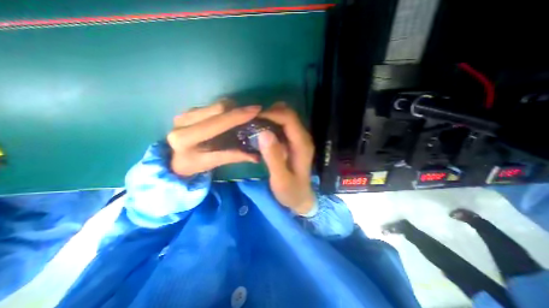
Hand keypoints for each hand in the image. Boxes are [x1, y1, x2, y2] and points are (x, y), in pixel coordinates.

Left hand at [168, 99, 260, 175]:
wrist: (172, 158)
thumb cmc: (192, 164)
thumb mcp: (212, 162)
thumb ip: (233, 157)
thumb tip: (256, 157)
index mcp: (186, 137)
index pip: (218, 121)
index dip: (238, 115)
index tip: (256, 110)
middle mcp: (183, 121)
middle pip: (218, 108)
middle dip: (239, 109)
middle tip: (254, 113)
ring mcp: (185, 113)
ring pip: (216, 104)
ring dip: (233, 108)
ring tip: (245, 116)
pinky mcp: (189, 110)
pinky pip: (213, 106)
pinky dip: (226, 109)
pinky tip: (232, 117)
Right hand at [256, 102, 311, 214]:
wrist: (301, 198)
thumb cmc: (291, 191)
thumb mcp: (281, 179)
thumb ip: (273, 157)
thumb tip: (263, 133)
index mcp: (302, 144)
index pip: (289, 119)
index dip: (272, 113)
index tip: (253, 117)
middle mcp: (303, 137)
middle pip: (288, 114)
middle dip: (270, 112)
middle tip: (252, 120)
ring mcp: (298, 139)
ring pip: (285, 118)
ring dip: (270, 117)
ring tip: (254, 123)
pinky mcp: (293, 142)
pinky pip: (282, 126)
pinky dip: (271, 124)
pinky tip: (261, 131)